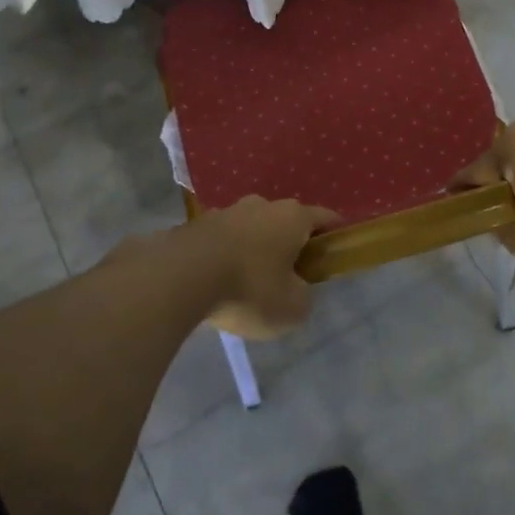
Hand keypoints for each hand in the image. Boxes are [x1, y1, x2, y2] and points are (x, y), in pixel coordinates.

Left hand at [188, 196, 340, 339]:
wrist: (180, 277)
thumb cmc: (248, 288)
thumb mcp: (291, 308)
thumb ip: (303, 297)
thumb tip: (297, 290)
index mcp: (292, 217)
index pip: (325, 218)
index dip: (334, 235)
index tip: (335, 253)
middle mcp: (262, 205)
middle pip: (285, 221)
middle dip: (290, 243)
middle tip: (289, 275)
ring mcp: (226, 212)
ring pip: (251, 229)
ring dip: (255, 249)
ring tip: (248, 282)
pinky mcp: (196, 225)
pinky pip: (221, 241)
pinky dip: (226, 256)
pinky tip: (218, 282)